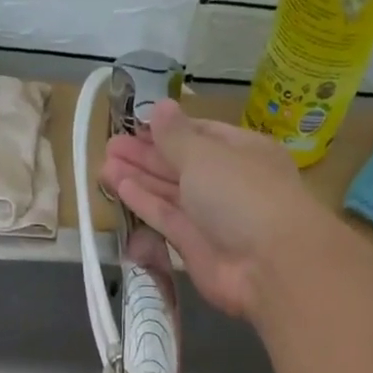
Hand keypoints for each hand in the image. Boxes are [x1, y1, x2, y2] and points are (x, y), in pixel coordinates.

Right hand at [101, 101, 324, 319]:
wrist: (268, 265)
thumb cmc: (242, 195)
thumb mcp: (205, 156)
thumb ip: (176, 136)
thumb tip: (160, 107)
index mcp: (242, 151)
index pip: (201, 134)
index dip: (168, 130)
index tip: (135, 125)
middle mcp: (228, 182)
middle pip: (182, 164)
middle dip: (147, 154)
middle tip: (111, 145)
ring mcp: (212, 217)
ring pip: (171, 192)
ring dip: (139, 177)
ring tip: (105, 163)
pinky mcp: (195, 247)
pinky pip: (166, 218)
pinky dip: (144, 203)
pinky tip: (119, 187)